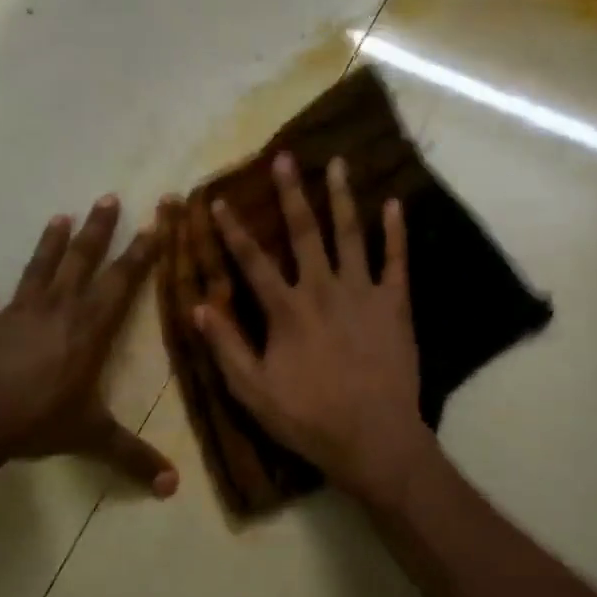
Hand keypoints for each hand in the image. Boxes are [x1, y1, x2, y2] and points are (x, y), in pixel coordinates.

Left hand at [0, 196, 176, 495]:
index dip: (142, 250)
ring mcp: (17, 316)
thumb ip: (131, 457)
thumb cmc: (38, 419)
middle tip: (108, 197)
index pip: (122, 280)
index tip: (157, 219)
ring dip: (50, 245)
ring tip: (59, 216)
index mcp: (89, 327)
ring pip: (38, 271)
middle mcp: (57, 310)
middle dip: (99, 230)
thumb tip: (173, 489)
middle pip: (82, 261)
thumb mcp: (91, 437)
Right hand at [192, 152, 433, 509]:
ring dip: (342, 197)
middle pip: (304, 232)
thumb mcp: (253, 392)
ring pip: (350, 235)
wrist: (374, 438)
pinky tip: (393, 204)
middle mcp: (323, 290)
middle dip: (291, 193)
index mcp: (287, 310)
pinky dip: (395, 232)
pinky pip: (396, 261)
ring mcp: (363, 293)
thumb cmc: (309, 418)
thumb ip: (227, 346)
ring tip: (338, 163)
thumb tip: (200, 305)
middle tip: (285, 158)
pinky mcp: (395, 305)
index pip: (253, 261)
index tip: (219, 200)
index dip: (233, 230)